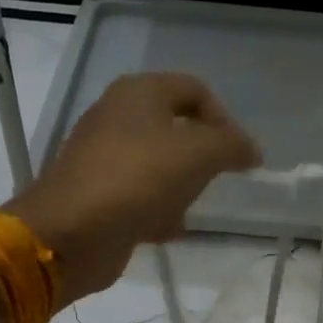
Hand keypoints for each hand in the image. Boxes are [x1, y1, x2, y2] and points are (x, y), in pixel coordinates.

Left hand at [10, 72, 259, 301]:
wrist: (71, 233)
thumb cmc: (138, 179)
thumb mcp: (199, 153)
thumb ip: (232, 145)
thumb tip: (250, 150)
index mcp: (138, 93)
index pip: (195, 90)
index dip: (224, 118)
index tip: (239, 156)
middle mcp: (117, 117)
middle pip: (177, 129)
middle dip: (201, 158)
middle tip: (215, 181)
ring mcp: (103, 157)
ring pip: (159, 166)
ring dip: (180, 189)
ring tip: (186, 209)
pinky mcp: (97, 194)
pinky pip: (139, 196)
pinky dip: (156, 211)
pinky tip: (164, 231)